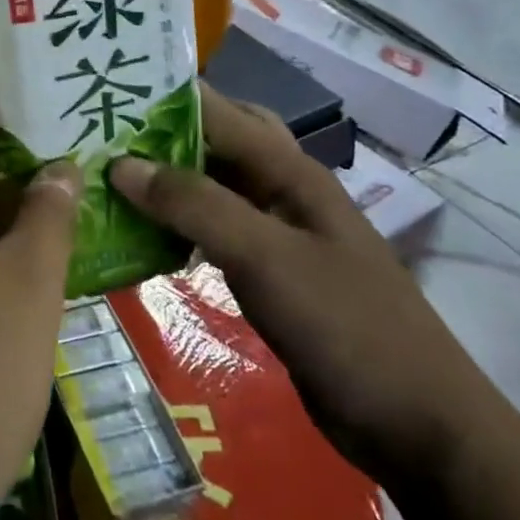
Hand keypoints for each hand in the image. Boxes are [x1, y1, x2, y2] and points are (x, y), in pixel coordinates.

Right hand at [109, 87, 500, 485]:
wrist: (418, 426)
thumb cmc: (347, 327)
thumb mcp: (266, 258)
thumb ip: (195, 205)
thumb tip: (121, 164)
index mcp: (289, 170)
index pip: (216, 110)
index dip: (161, 96)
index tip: (101, 93)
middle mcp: (280, 189)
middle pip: (214, 139)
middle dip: (160, 131)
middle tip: (101, 135)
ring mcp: (275, 232)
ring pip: (209, 186)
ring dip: (164, 180)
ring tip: (104, 177)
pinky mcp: (267, 271)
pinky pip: (210, 231)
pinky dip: (175, 225)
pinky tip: (138, 236)